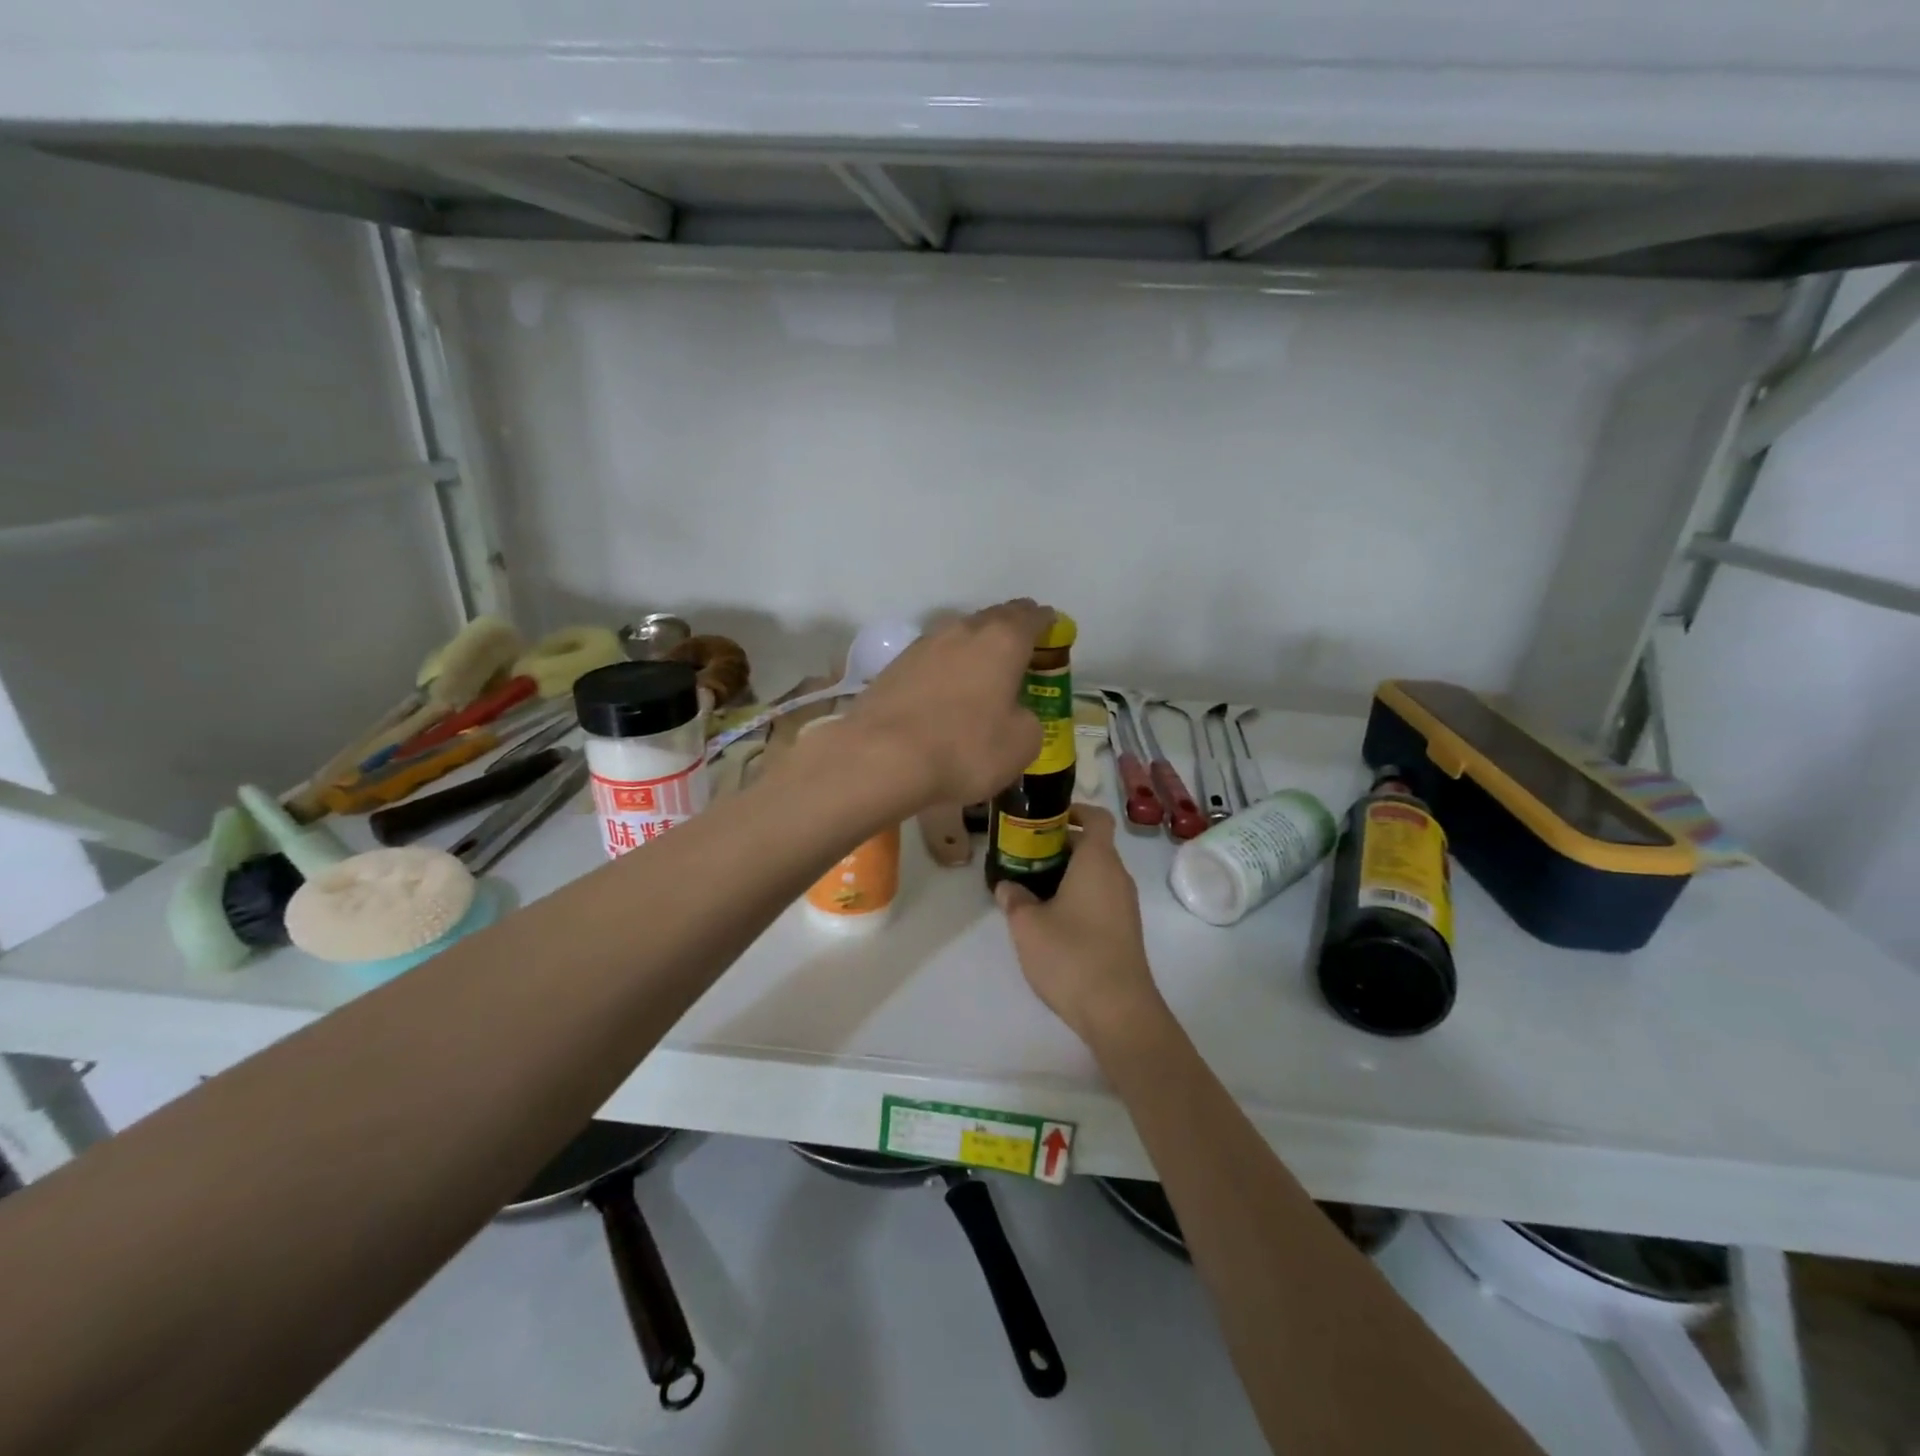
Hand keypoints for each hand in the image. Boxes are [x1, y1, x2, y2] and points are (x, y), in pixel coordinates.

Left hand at [843, 599, 1055, 808]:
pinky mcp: (894, 667)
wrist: (880, 758)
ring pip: (959, 635)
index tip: (1052, 629)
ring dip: (975, 647)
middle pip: (994, 618)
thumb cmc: (964, 749)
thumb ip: (1028, 720)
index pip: (1032, 617)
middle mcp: (962, 631)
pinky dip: (945, 668)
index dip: (1045, 622)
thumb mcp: (1021, 745)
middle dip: (1010, 628)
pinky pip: (932, 659)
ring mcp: (923, 645)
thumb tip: (1014, 713)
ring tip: (983, 668)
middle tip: (1021, 645)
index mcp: (1002, 640)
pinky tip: (946, 690)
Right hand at [995, 805, 1169, 1047]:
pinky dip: (1078, 896)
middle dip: (1060, 845)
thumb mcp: (1027, 925)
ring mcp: (1125, 906)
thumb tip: (1008, 886)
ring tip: (1032, 887)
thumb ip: (1014, 898)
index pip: (1097, 817)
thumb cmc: (1071, 955)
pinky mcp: (1125, 931)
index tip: (1046, 818)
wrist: (1118, 1010)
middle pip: (1093, 846)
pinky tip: (1051, 919)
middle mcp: (1117, 877)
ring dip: (1067, 873)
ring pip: (1096, 874)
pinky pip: (1100, 898)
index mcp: (1098, 861)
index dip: (1075, 810)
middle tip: (1025, 854)